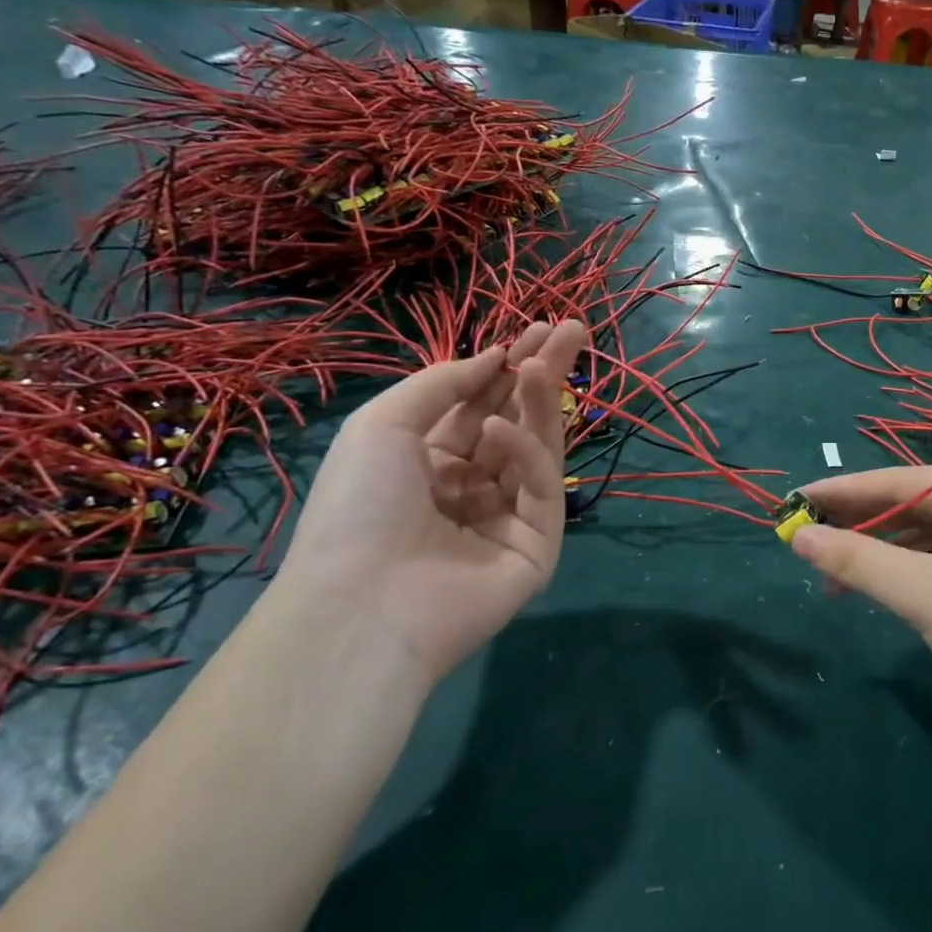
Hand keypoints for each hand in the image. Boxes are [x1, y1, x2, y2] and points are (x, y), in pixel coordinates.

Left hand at [275, 320, 588, 686]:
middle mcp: (472, 485)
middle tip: (573, 329)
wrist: (362, 603)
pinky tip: (501, 430)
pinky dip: (526, 454)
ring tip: (541, 363)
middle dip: (543, 373)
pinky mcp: (538, 545)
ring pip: (536, 448)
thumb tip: (495, 356)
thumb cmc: (358, 506)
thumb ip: (443, 383)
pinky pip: (538, 488)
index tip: (538, 328)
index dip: (507, 366)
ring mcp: (508, 516)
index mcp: (431, 462)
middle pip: (518, 419)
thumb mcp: (384, 425)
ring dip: (539, 402)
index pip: (481, 405)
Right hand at [788, 467, 931, 778]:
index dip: (848, 490)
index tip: (798, 499)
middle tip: (806, 535)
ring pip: (927, 544)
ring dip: (879, 555)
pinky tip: (873, 593)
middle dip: (862, 523)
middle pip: (918, 509)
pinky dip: (903, 580)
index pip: (908, 481)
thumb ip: (862, 563)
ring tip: (828, 575)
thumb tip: (798, 536)